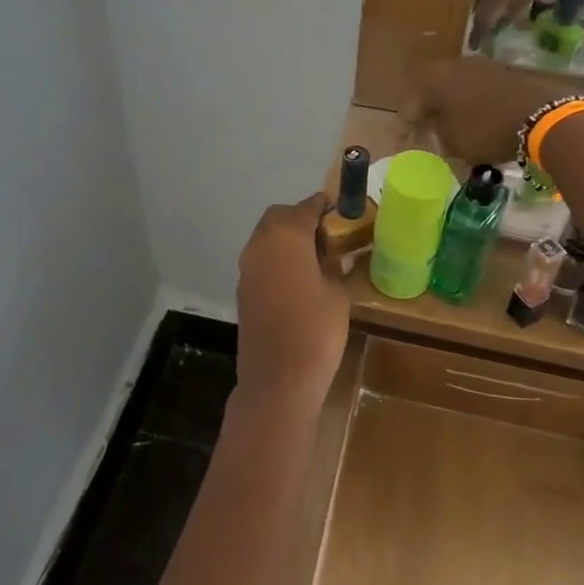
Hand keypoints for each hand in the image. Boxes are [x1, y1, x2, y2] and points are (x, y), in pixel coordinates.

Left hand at [236, 194, 349, 398]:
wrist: (278, 378)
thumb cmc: (316, 330)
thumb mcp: (336, 293)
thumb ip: (333, 265)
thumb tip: (331, 254)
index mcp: (286, 236)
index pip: (306, 207)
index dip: (324, 206)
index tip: (341, 210)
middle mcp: (260, 243)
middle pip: (279, 217)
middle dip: (301, 219)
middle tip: (328, 236)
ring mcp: (247, 267)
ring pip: (267, 238)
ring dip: (288, 240)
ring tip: (316, 259)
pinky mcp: (242, 289)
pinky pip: (261, 260)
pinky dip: (278, 259)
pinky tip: (298, 278)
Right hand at [402, 57, 577, 164]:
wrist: (543, 116)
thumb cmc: (487, 130)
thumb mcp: (454, 143)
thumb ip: (438, 136)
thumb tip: (438, 131)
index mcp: (434, 79)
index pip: (410, 105)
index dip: (404, 128)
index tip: (402, 145)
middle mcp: (454, 65)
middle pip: (432, 93)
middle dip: (428, 115)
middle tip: (424, 136)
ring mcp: (481, 66)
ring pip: (456, 90)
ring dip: (451, 110)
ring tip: (450, 132)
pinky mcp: (504, 73)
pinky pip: (477, 92)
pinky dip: (471, 107)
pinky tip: (474, 123)